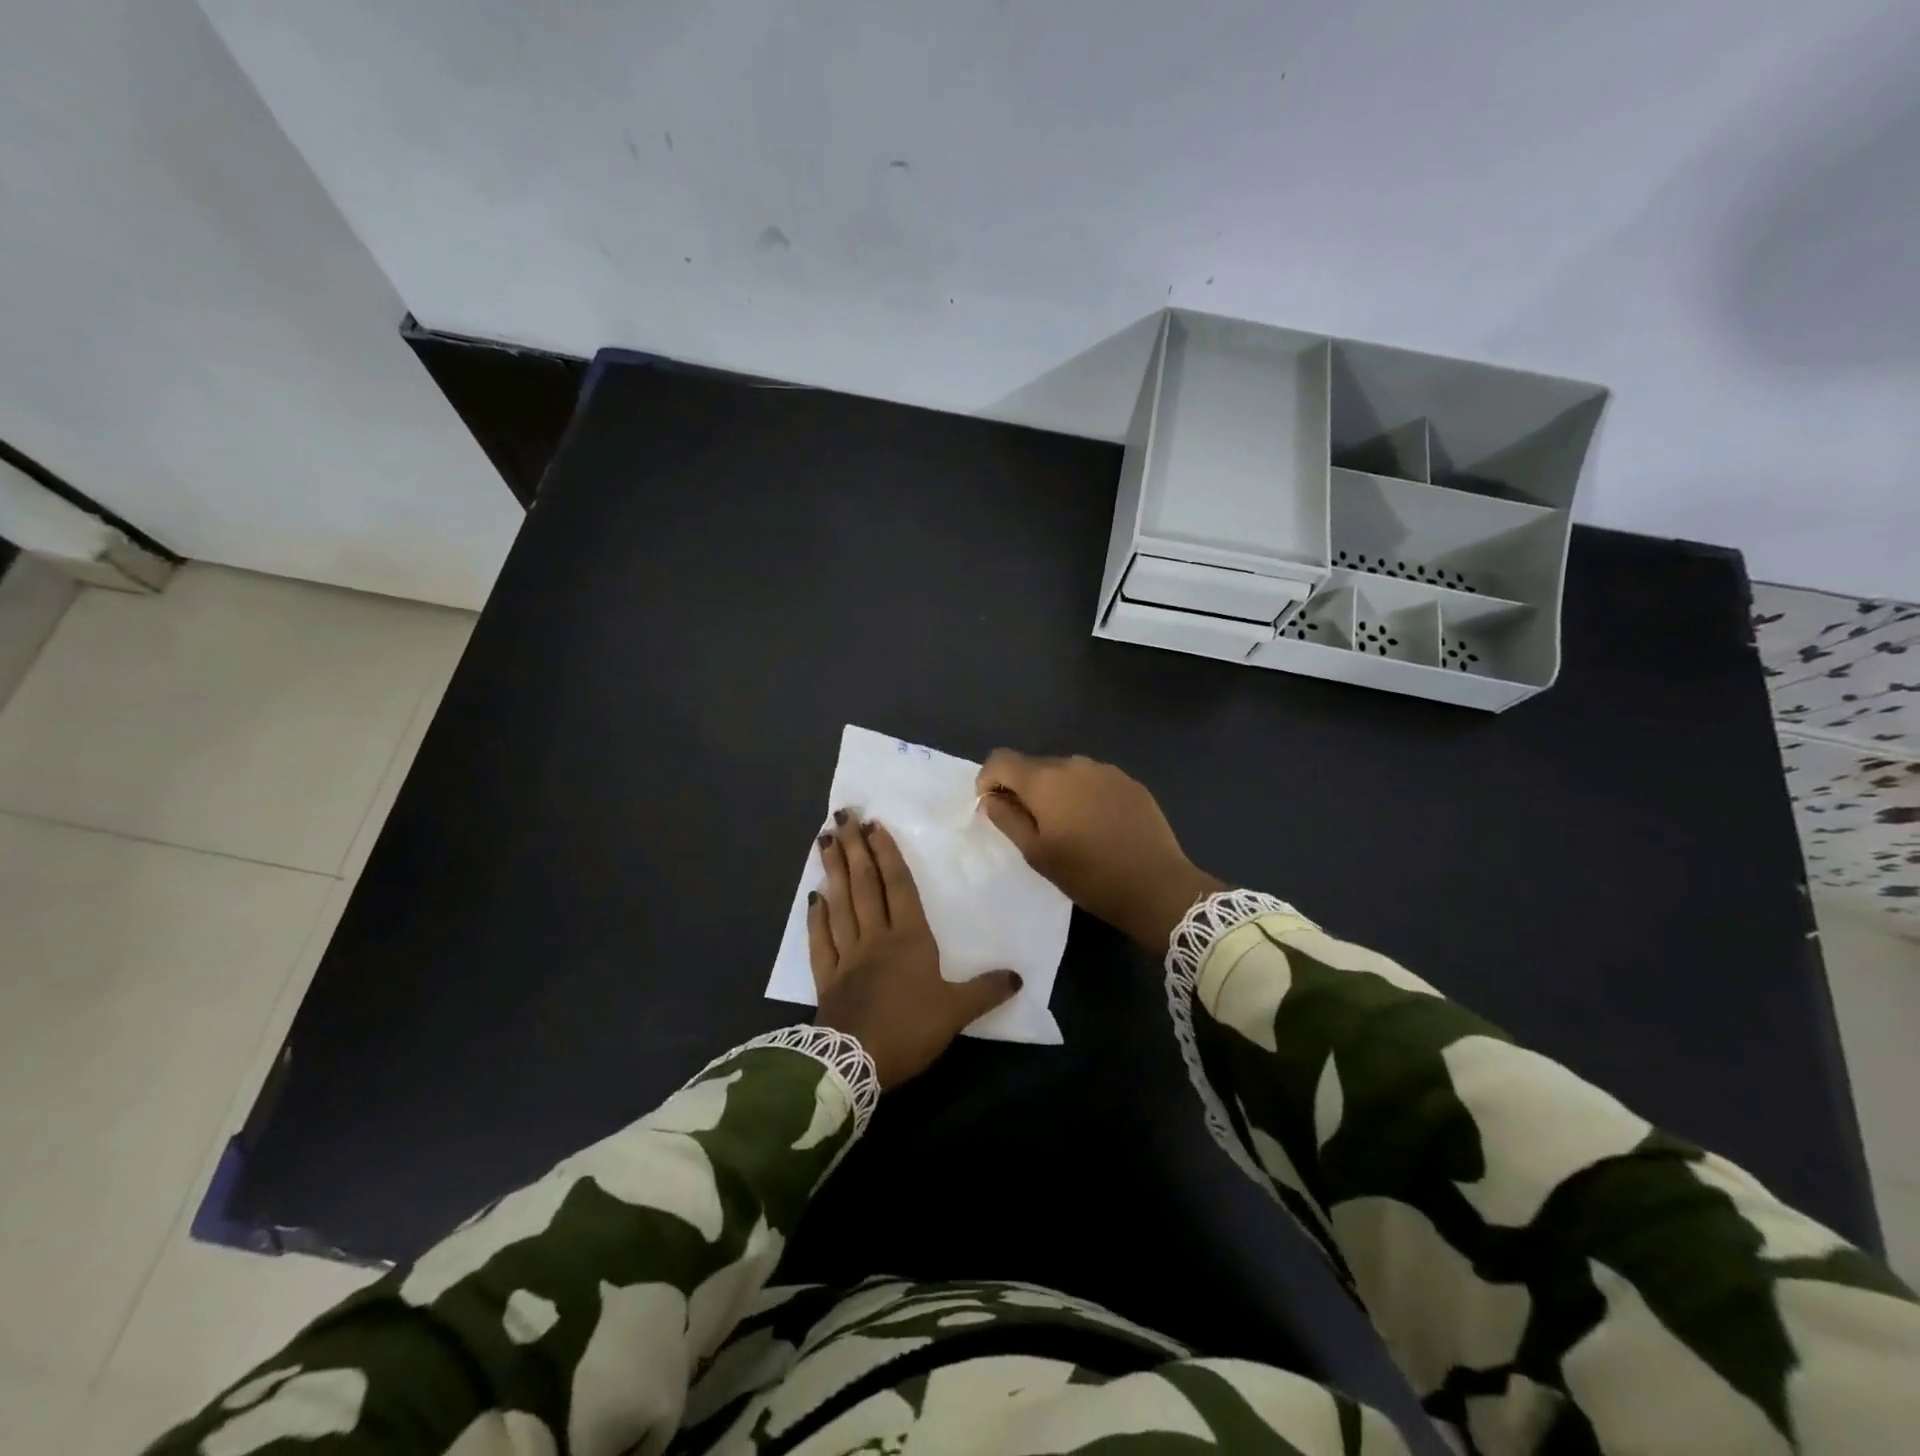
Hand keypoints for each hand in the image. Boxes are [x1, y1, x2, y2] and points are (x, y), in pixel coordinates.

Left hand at [809, 811, 1022, 1089]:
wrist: (856, 1063)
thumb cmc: (909, 1029)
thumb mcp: (957, 1012)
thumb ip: (985, 991)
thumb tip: (1018, 976)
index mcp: (909, 939)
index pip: (898, 887)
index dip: (887, 855)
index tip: (874, 825)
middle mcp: (875, 937)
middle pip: (864, 885)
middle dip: (855, 849)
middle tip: (842, 815)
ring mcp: (847, 955)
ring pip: (839, 904)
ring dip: (832, 871)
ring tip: (825, 840)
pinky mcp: (827, 976)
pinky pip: (820, 939)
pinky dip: (815, 917)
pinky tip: (812, 896)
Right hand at [976, 751, 1225, 953]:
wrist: (1156, 885)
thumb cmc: (1088, 875)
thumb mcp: (1037, 854)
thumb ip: (1007, 819)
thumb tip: (991, 799)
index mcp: (1045, 780)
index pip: (1001, 759)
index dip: (988, 779)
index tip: (992, 807)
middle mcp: (1074, 763)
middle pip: (1034, 765)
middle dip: (1023, 788)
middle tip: (1030, 826)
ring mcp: (1106, 770)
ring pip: (1065, 772)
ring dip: (1055, 791)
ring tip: (1067, 827)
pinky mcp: (1130, 782)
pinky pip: (1093, 780)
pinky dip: (1084, 795)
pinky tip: (1097, 825)